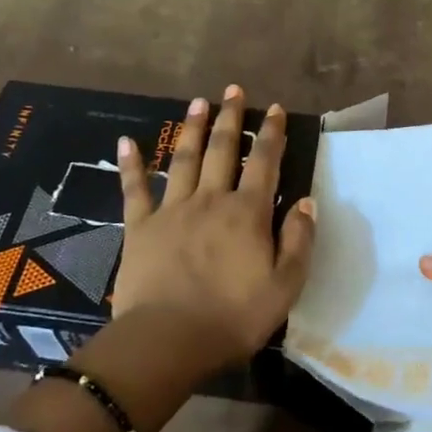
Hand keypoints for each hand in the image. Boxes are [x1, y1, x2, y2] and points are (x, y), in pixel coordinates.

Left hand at [113, 85, 315, 366]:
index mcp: (247, 213)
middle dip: (230, 118)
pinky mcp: (140, 227)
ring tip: (197, 102)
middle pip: (221, 150)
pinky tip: (125, 141)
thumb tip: (306, 201)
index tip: (273, 109)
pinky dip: (130, 164)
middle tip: (233, 90)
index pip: (264, 163)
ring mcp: (172, 210)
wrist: (168, 341)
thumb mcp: (285, 286)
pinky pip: (134, 189)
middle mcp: (210, 200)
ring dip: (191, 128)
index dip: (271, 134)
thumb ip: (299, 240)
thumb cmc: (233, 317)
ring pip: (183, 159)